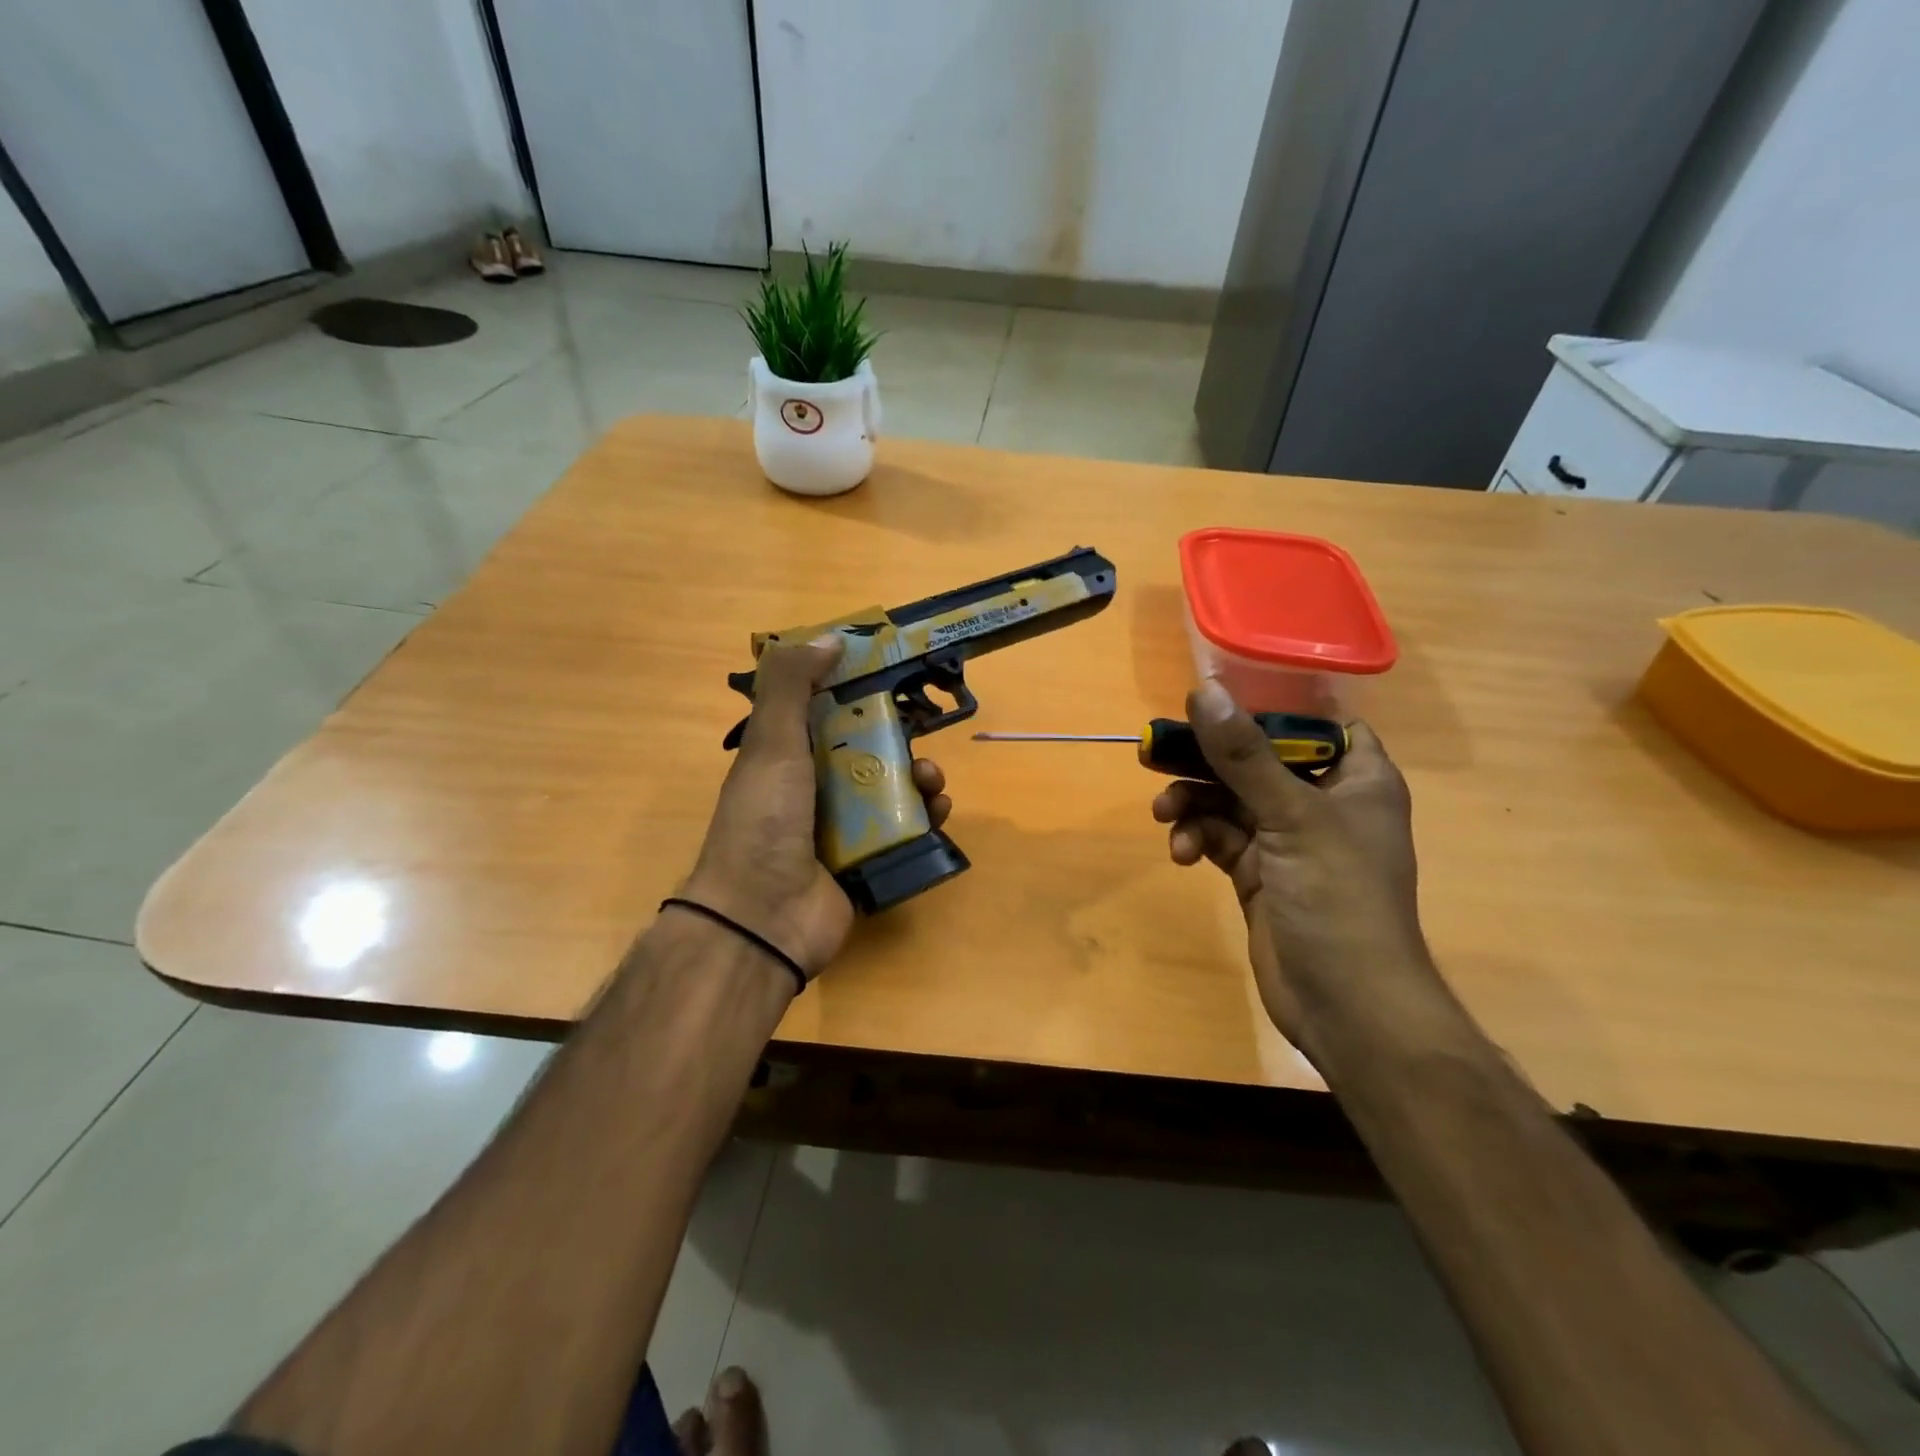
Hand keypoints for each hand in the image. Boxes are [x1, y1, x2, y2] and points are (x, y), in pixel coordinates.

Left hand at [681, 636, 950, 981]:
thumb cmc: (764, 821)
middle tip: (919, 735)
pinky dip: (925, 818)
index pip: (826, 714)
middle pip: (866, 752)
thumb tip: (827, 638)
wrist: (763, 917)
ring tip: (931, 780)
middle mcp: (812, 790)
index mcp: (785, 758)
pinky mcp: (865, 863)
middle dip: (898, 738)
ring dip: (918, 779)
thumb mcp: (770, 743)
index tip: (891, 678)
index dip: (857, 694)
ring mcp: (839, 830)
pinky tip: (938, 811)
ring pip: (890, 791)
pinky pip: (903, 832)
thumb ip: (790, 686)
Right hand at [1151, 680, 1443, 1057]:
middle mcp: (1324, 802)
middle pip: (1257, 760)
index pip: (1317, 725)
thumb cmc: (1338, 898)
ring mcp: (1289, 840)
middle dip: (1207, 761)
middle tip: (1157, 755)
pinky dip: (1198, 839)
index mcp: (1358, 779)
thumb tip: (1203, 690)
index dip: (1270, 710)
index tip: (1217, 704)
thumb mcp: (1292, 816)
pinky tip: (1182, 853)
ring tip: (1165, 816)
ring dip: (1194, 804)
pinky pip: (1220, 838)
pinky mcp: (1259, 873)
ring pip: (1230, 800)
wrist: (1346, 1005)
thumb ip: (1244, 755)